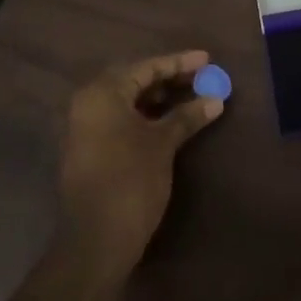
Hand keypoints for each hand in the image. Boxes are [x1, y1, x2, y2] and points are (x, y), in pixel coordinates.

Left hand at [57, 50, 224, 285]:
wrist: (95, 241)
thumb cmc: (130, 181)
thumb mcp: (163, 145)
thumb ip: (187, 117)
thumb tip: (215, 100)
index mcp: (103, 93)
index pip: (146, 67)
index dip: (179, 63)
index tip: (207, 59)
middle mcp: (89, 103)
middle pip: (134, 80)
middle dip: (169, 79)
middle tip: (202, 78)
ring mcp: (85, 128)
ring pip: (127, 101)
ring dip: (158, 98)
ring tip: (191, 97)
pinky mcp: (89, 149)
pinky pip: (120, 120)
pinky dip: (145, 116)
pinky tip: (170, 122)